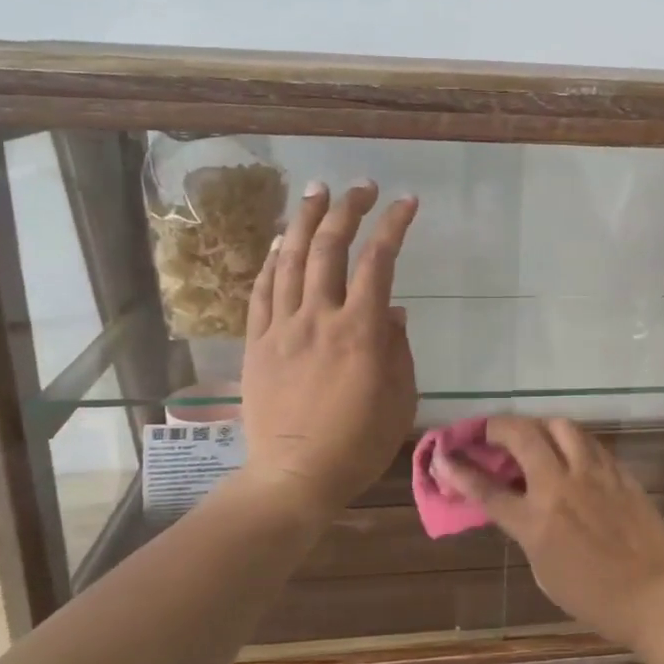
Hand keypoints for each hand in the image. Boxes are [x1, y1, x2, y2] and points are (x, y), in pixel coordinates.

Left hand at [238, 180, 418, 515]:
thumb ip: (399, 349)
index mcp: (360, 332)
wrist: (293, 477)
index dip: (393, 226)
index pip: (378, 262)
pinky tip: (277, 242)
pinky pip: (261, 291)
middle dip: (347, 210)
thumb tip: (394, 311)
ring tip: (316, 192)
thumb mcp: (400, 400)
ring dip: (303, 221)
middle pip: (329, 248)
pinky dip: (269, 261)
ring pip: (289, 260)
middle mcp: (319, 318)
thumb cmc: (357, 444)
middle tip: (360, 187)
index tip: (406, 203)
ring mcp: (282, 328)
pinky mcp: (256, 343)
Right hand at [437, 416, 663, 648]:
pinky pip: (589, 442)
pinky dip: (571, 440)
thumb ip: (528, 531)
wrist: (655, 594)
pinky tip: (570, 452)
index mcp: (537, 522)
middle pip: (522, 436)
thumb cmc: (595, 597)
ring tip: (533, 436)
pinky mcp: (619, 472)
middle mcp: (561, 487)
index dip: (460, 471)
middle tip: (488, 431)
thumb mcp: (545, 572)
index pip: (488, 489)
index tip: (443, 454)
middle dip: (497, 427)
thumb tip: (520, 504)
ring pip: (560, 426)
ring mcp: (593, 474)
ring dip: (538, 425)